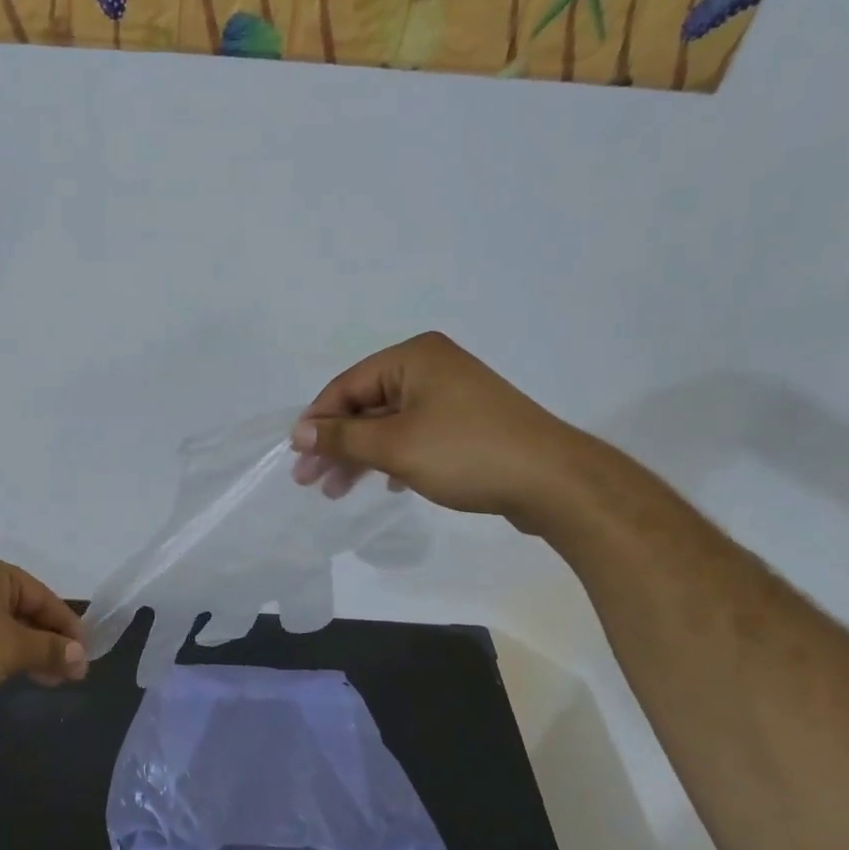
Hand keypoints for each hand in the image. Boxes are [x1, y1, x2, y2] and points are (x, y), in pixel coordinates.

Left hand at [0, 555, 86, 712]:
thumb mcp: (14, 649)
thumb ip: (51, 650)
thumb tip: (81, 657)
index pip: (43, 596)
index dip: (68, 627)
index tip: (85, 655)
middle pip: (25, 611)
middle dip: (49, 642)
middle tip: (71, 672)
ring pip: (5, 628)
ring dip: (30, 652)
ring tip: (50, 680)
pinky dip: (5, 655)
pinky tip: (17, 675)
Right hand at [291, 331, 592, 524]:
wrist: (552, 481)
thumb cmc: (466, 453)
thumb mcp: (394, 446)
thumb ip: (342, 437)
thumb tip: (299, 431)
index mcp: (413, 357)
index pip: (347, 386)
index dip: (317, 421)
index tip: (296, 457)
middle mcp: (431, 367)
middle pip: (365, 404)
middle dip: (337, 443)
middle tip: (309, 480)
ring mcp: (452, 395)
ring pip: (388, 423)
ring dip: (360, 456)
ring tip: (336, 491)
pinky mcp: (466, 423)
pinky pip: (414, 435)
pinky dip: (392, 458)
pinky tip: (383, 484)